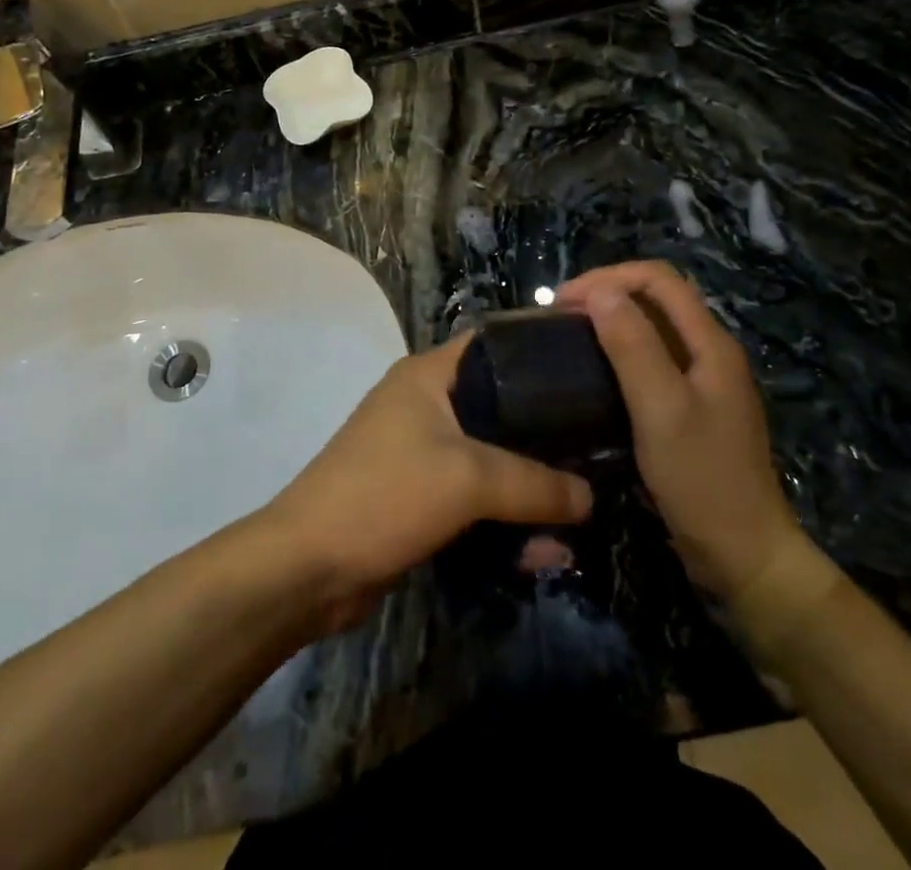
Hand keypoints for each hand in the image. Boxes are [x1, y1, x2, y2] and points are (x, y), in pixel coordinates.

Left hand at [259, 334, 592, 630]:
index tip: (591, 368)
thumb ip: (535, 483)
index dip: (540, 351)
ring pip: (491, 460)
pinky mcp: (420, 498)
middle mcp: (425, 405)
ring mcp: (421, 453)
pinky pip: (475, 500)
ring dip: (530, 488)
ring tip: (582, 514)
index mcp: (429, 376)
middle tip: (600, 445)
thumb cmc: (385, 495)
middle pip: (499, 406)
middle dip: (546, 432)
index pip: (494, 344)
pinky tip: (545, 553)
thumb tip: (591, 496)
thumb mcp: (468, 479)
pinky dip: (505, 521)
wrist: (309, 567)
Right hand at [558, 262, 823, 624]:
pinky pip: (651, 363)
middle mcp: (709, 353)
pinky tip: (593, 374)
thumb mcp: (662, 409)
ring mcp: (702, 383)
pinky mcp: (690, 410)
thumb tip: (599, 291)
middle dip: (606, 295)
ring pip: (652, 330)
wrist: (745, 558)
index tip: (563, 302)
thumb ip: (633, 346)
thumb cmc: (702, 480)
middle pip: (656, 299)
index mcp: (710, 343)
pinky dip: (618, 354)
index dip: (609, 277)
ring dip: (610, 323)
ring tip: (568, 338)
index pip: (658, 279)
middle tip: (559, 317)